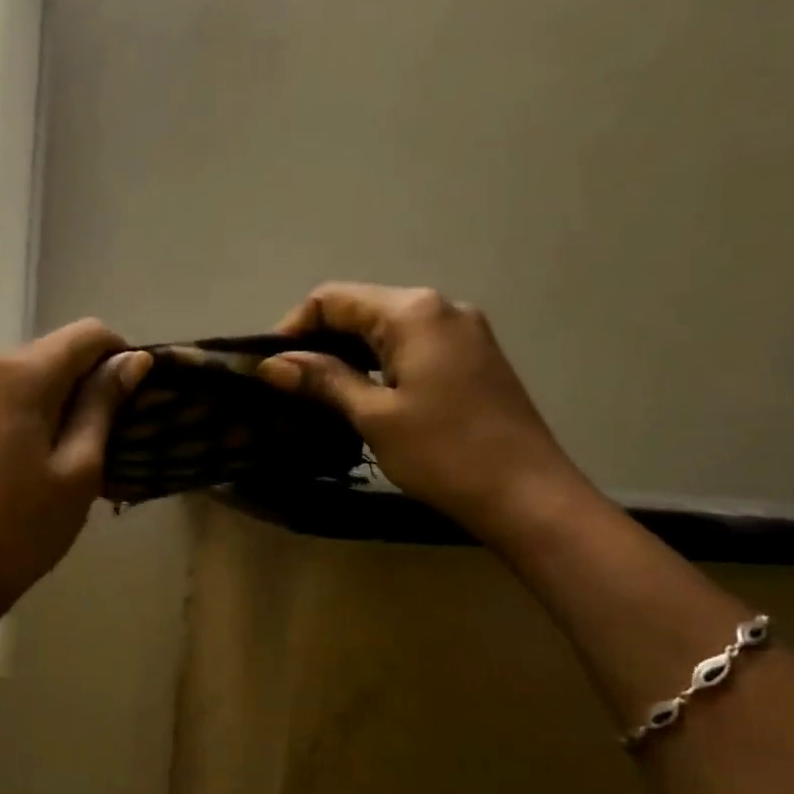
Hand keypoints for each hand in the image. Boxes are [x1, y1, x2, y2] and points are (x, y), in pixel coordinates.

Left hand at [0, 319, 152, 619]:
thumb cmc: (24, 526)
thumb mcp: (79, 468)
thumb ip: (104, 405)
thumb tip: (133, 360)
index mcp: (20, 375)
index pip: (87, 334)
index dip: (121, 355)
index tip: (137, 396)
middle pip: (56, 349)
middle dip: (91, 377)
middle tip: (115, 429)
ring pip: (33, 371)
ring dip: (64, 395)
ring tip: (83, 444)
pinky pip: (9, 392)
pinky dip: (37, 407)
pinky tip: (47, 449)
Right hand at [259, 283, 588, 540]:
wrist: (526, 494)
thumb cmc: (443, 453)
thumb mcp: (374, 415)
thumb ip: (323, 380)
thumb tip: (271, 364)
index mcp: (413, 311)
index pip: (333, 299)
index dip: (292, 328)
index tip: (268, 368)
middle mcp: (440, 307)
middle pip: (360, 308)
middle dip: (317, 340)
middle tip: (285, 384)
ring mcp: (462, 331)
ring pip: (385, 329)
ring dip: (346, 353)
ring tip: (315, 392)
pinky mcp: (472, 357)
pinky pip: (411, 346)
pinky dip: (377, 362)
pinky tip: (360, 393)